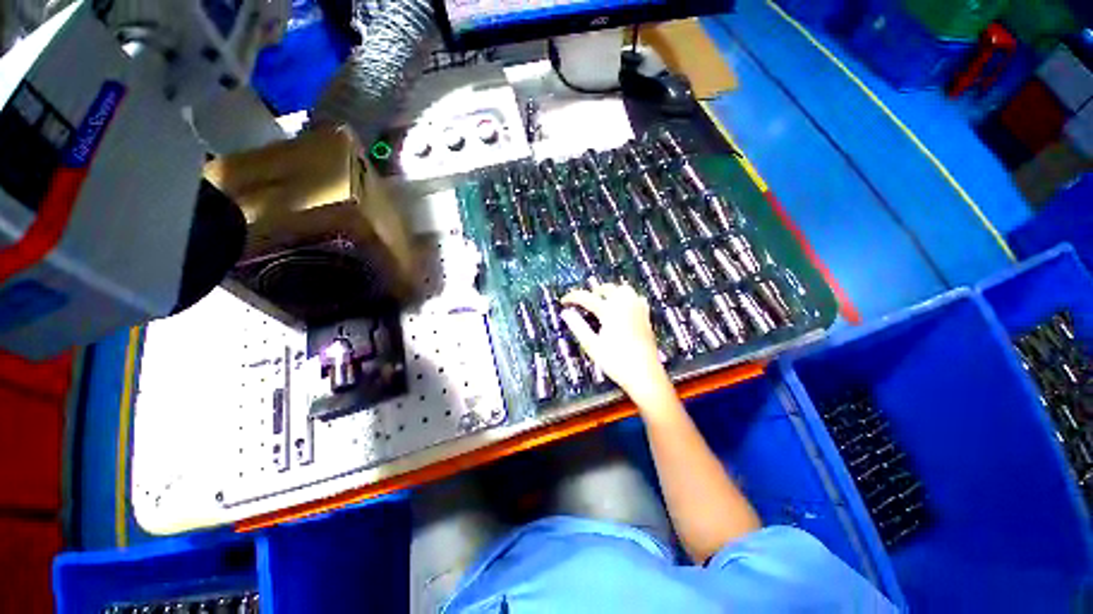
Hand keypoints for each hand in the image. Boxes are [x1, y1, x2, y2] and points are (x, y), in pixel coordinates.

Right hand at [561, 283, 673, 404]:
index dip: (573, 297)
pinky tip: (623, 307)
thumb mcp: (592, 345)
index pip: (587, 297)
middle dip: (593, 292)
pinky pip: (636, 297)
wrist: (645, 374)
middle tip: (583, 302)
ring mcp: (638, 309)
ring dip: (611, 291)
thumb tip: (565, 313)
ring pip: (623, 289)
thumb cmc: (616, 361)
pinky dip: (627, 297)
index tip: (563, 301)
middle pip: (607, 288)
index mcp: (609, 311)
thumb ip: (577, 326)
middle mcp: (625, 305)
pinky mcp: (646, 316)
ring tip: (602, 301)